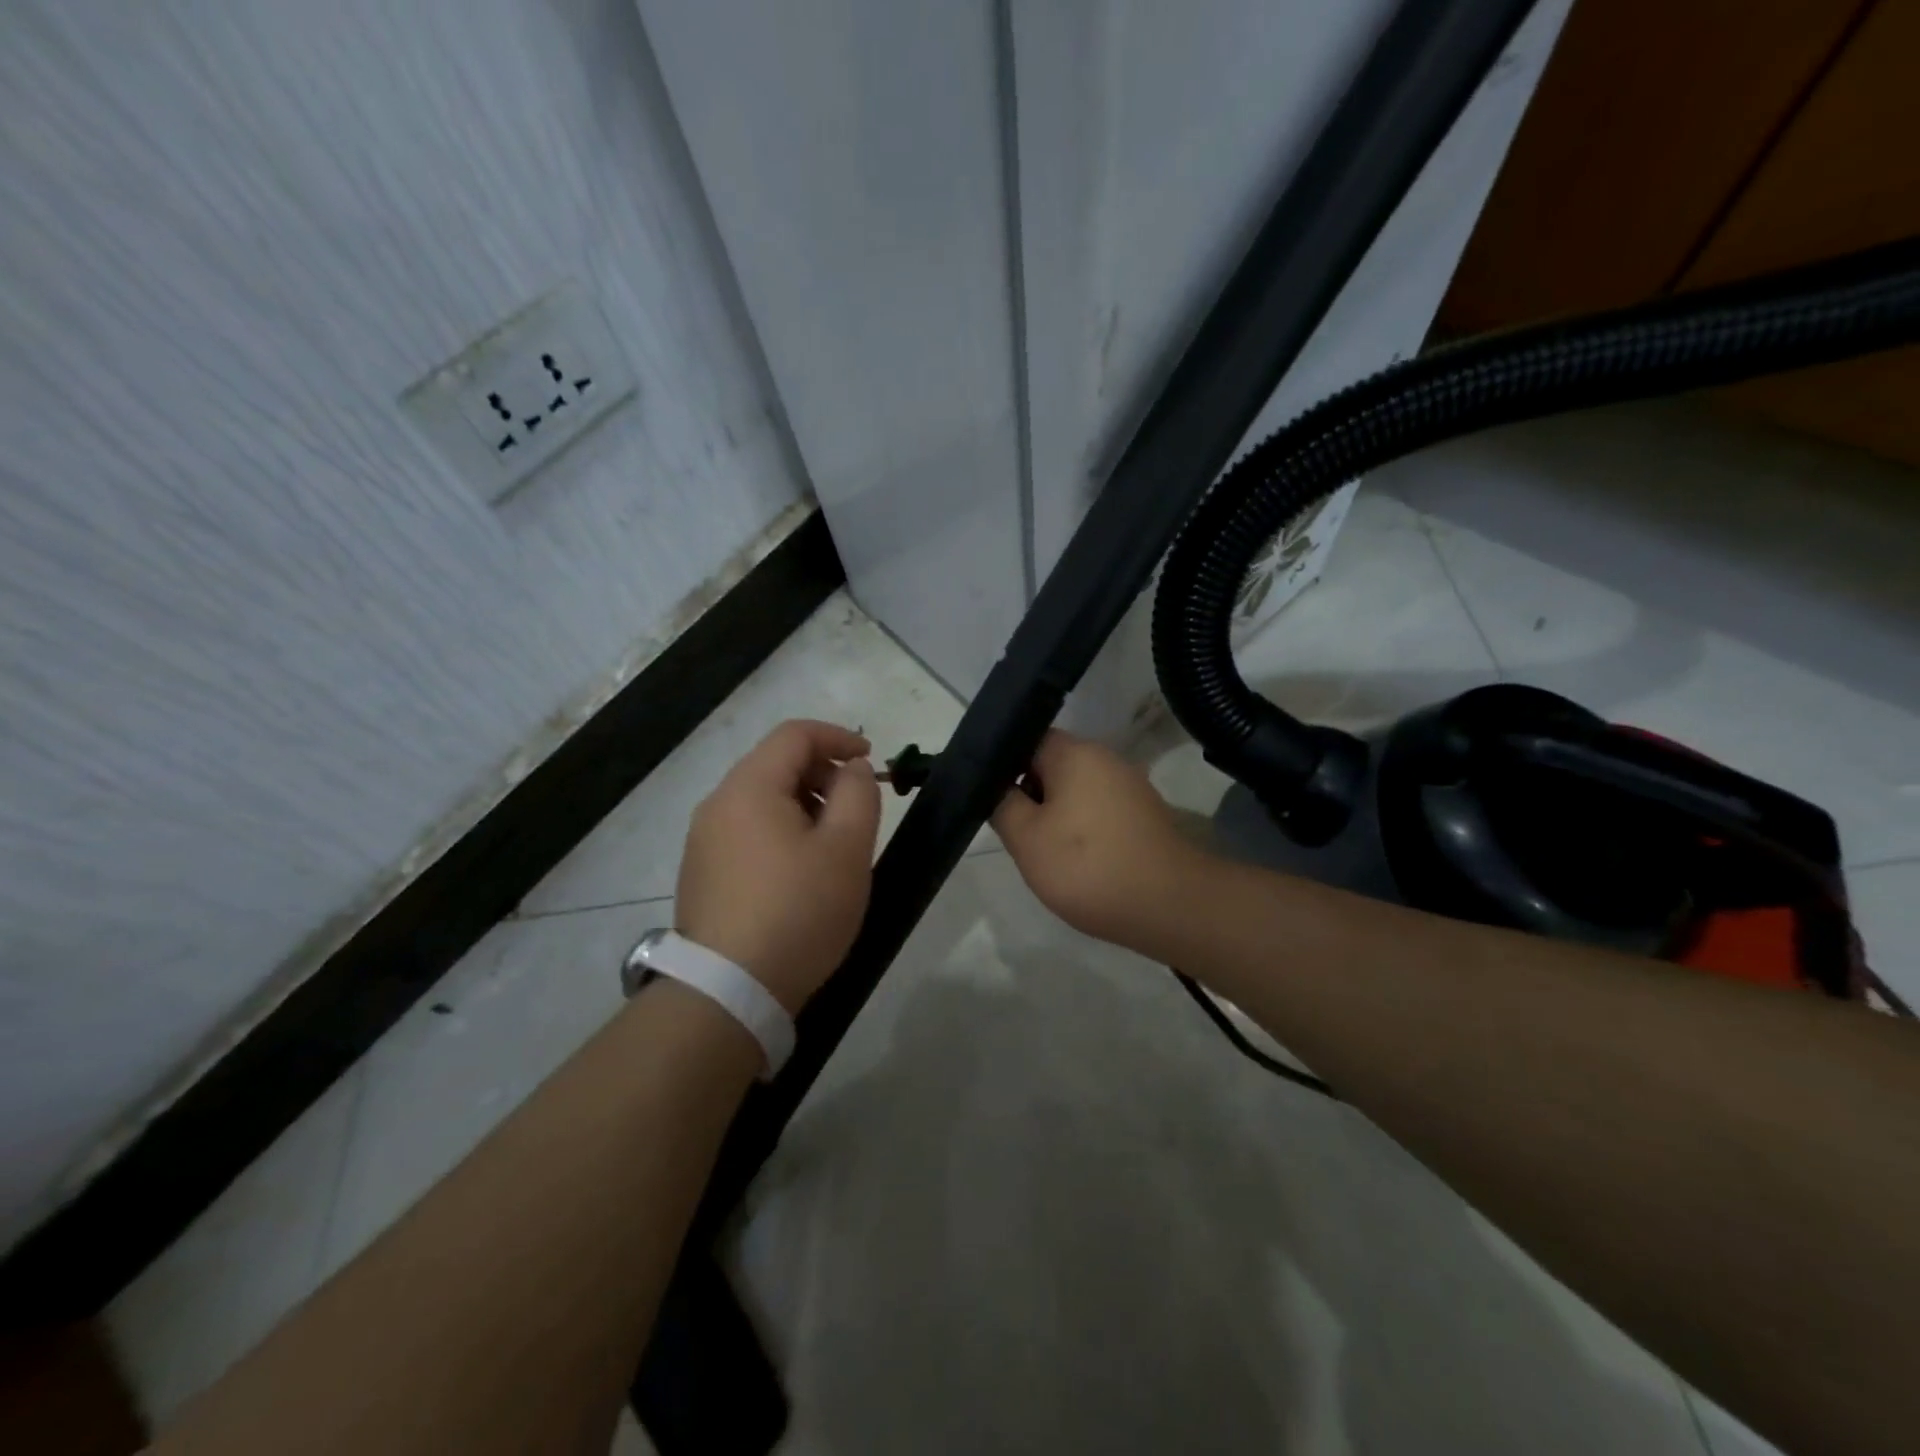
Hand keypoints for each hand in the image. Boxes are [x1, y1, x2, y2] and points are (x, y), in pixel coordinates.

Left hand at [676, 720, 880, 1012]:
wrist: (728, 991)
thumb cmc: (799, 911)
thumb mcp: (847, 850)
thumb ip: (859, 795)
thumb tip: (852, 769)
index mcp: (749, 788)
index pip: (795, 734)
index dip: (839, 738)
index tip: (872, 761)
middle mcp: (718, 804)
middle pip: (775, 764)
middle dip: (823, 773)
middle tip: (857, 809)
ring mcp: (703, 840)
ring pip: (761, 799)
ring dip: (804, 804)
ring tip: (833, 843)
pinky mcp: (701, 872)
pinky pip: (746, 830)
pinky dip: (780, 830)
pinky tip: (800, 871)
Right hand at [991, 730, 1209, 950]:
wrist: (1170, 905)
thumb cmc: (1088, 866)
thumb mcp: (1026, 838)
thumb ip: (1002, 805)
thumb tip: (999, 788)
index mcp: (1075, 753)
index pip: (1027, 739)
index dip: (1003, 765)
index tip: (989, 797)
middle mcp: (1106, 759)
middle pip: (1052, 765)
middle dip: (1029, 795)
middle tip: (1011, 830)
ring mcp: (1130, 787)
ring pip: (1075, 791)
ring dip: (1055, 816)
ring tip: (1041, 852)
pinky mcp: (1143, 816)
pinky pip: (1099, 811)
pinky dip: (1082, 830)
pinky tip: (1076, 862)